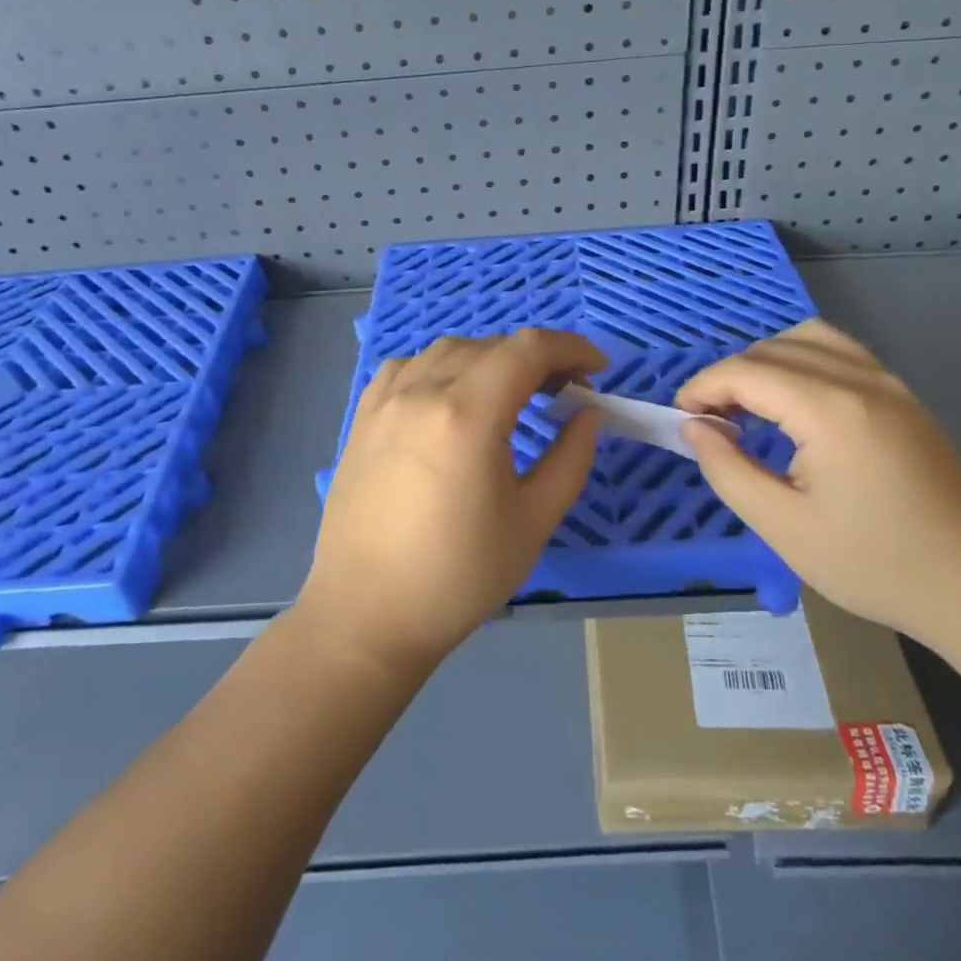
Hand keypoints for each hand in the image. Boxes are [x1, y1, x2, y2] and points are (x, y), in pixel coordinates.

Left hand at [299, 329, 606, 675]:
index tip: (597, 370)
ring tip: (511, 393)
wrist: (366, 614)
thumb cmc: (458, 576)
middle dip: (537, 358)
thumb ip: (570, 458)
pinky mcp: (363, 417)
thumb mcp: (533, 521)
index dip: (571, 348)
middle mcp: (422, 391)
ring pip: (448, 350)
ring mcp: (386, 401)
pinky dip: (442, 368)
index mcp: (468, 413)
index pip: (528, 350)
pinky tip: (450, 398)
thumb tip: (588, 413)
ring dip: (491, 359)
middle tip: (564, 393)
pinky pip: (408, 367)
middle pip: (491, 346)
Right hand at [676, 319, 960, 640]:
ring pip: (809, 338)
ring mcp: (889, 383)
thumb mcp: (783, 526)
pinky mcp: (904, 398)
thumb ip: (727, 468)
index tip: (680, 418)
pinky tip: (794, 404)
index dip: (702, 387)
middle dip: (729, 376)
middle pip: (773, 348)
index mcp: (831, 409)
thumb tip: (694, 427)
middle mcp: (861, 379)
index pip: (746, 371)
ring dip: (766, 361)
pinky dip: (801, 362)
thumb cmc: (874, 565)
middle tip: (708, 421)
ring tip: (748, 405)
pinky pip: (840, 353)